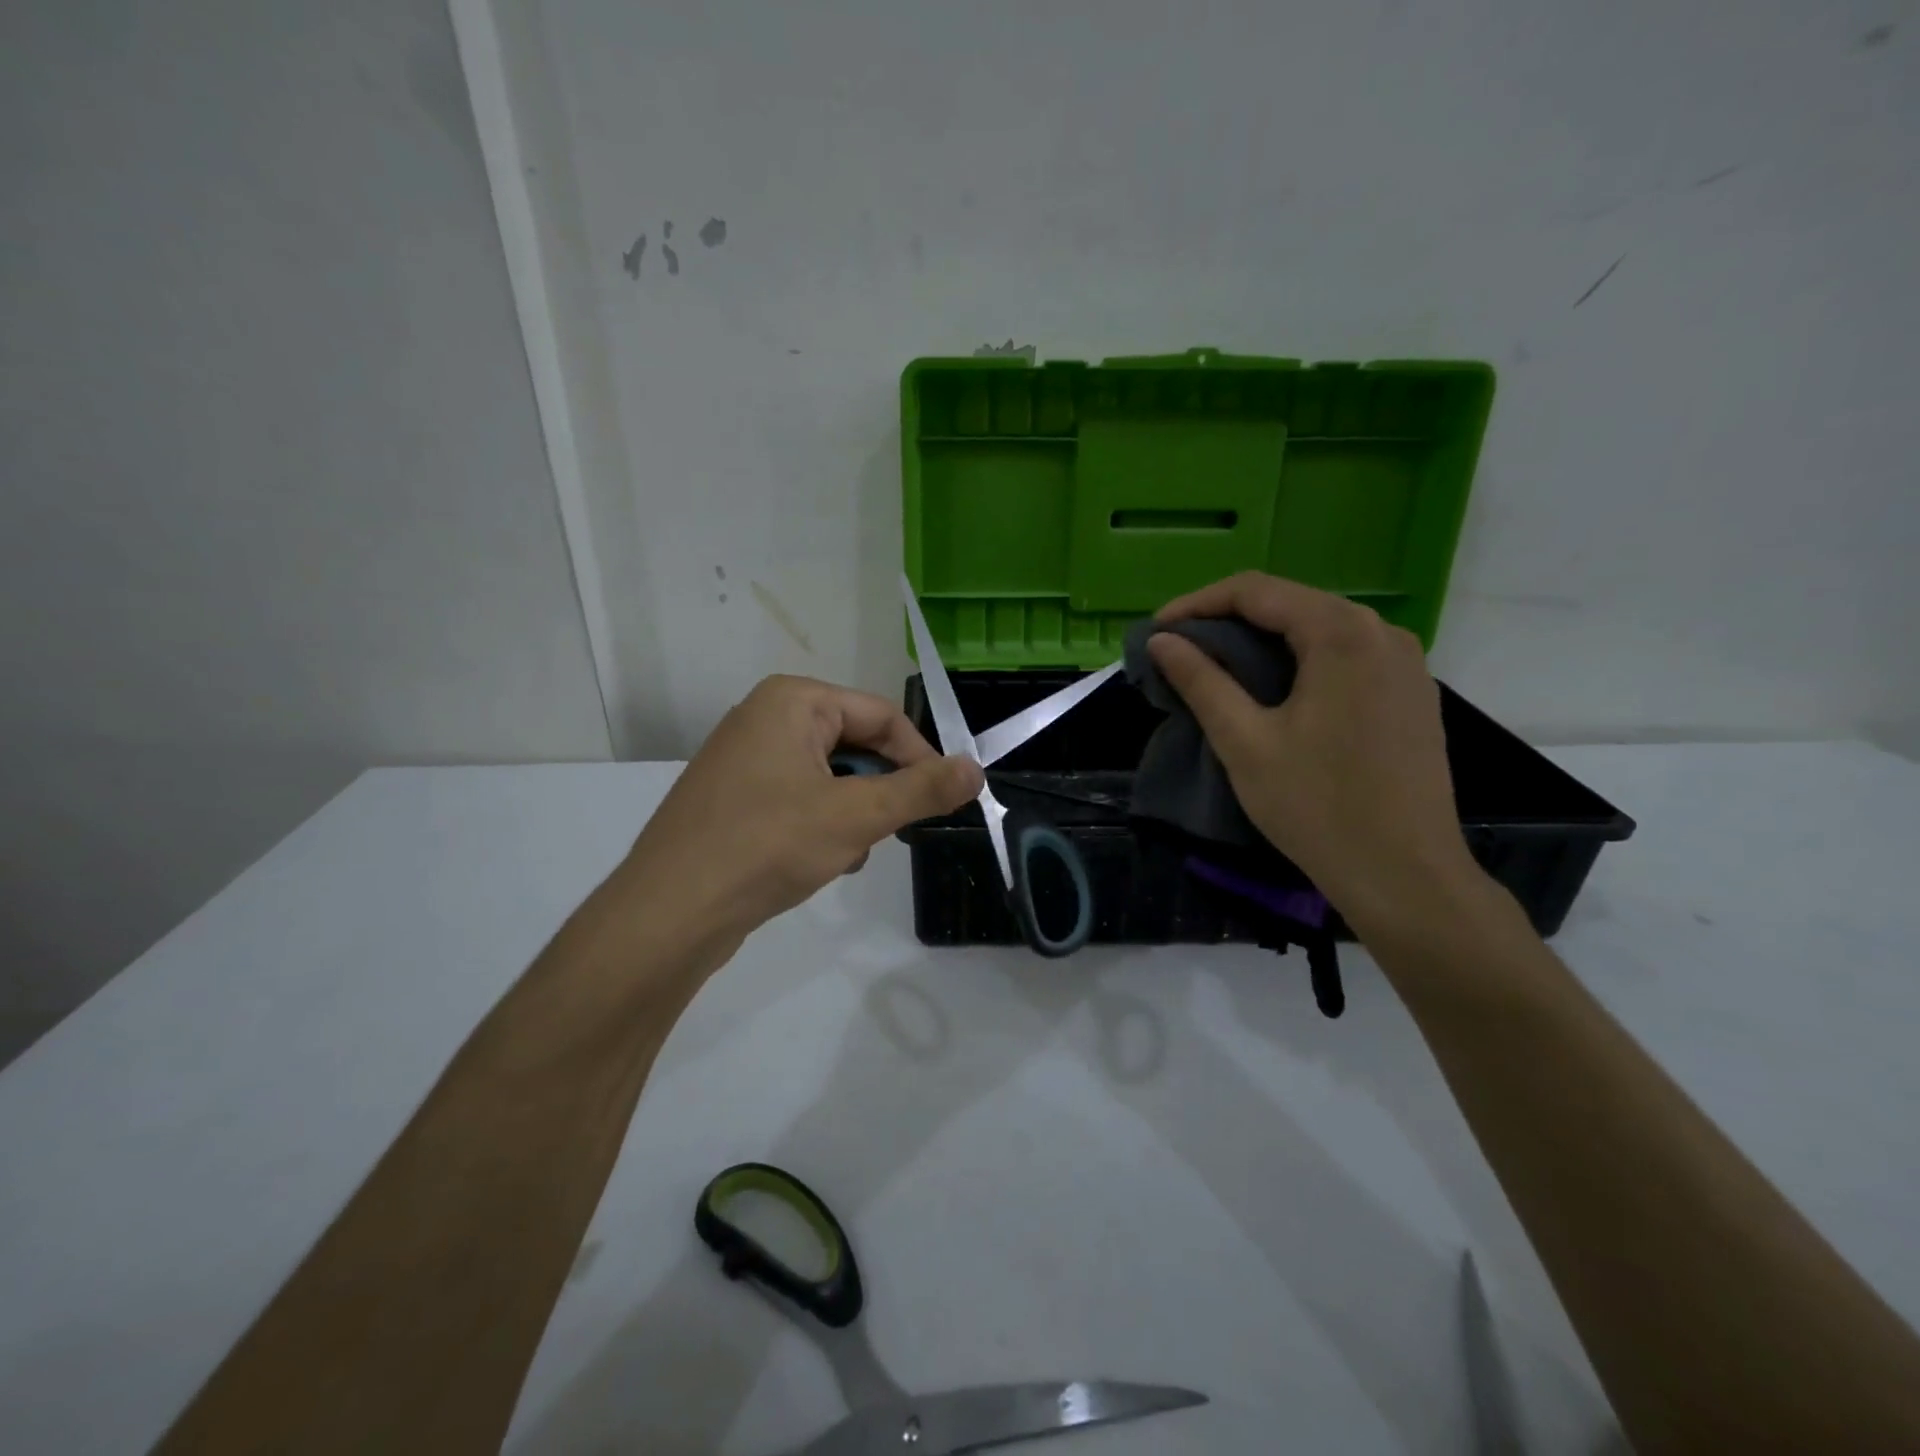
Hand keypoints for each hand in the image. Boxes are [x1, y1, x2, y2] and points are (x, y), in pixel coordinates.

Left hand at [620, 675, 982, 949]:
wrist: (669, 913)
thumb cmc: (767, 846)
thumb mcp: (856, 816)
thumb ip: (921, 790)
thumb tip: (976, 769)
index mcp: (792, 700)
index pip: (882, 715)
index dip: (921, 757)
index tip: (945, 801)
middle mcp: (766, 717)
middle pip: (855, 744)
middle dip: (879, 791)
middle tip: (892, 832)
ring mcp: (745, 758)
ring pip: (831, 776)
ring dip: (852, 814)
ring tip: (847, 853)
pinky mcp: (735, 797)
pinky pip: (800, 798)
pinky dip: (821, 825)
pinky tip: (819, 862)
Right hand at [1147, 573, 1482, 938]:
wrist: (1405, 875)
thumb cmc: (1317, 806)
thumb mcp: (1244, 741)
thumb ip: (1200, 681)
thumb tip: (1162, 641)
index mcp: (1342, 633)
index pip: (1255, 591)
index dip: (1197, 605)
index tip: (1158, 633)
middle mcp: (1382, 633)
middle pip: (1290, 604)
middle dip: (1228, 621)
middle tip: (1180, 652)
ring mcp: (1406, 663)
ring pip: (1318, 630)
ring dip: (1263, 642)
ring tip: (1218, 670)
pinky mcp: (1412, 694)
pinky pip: (1345, 656)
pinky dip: (1299, 662)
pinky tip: (1274, 692)